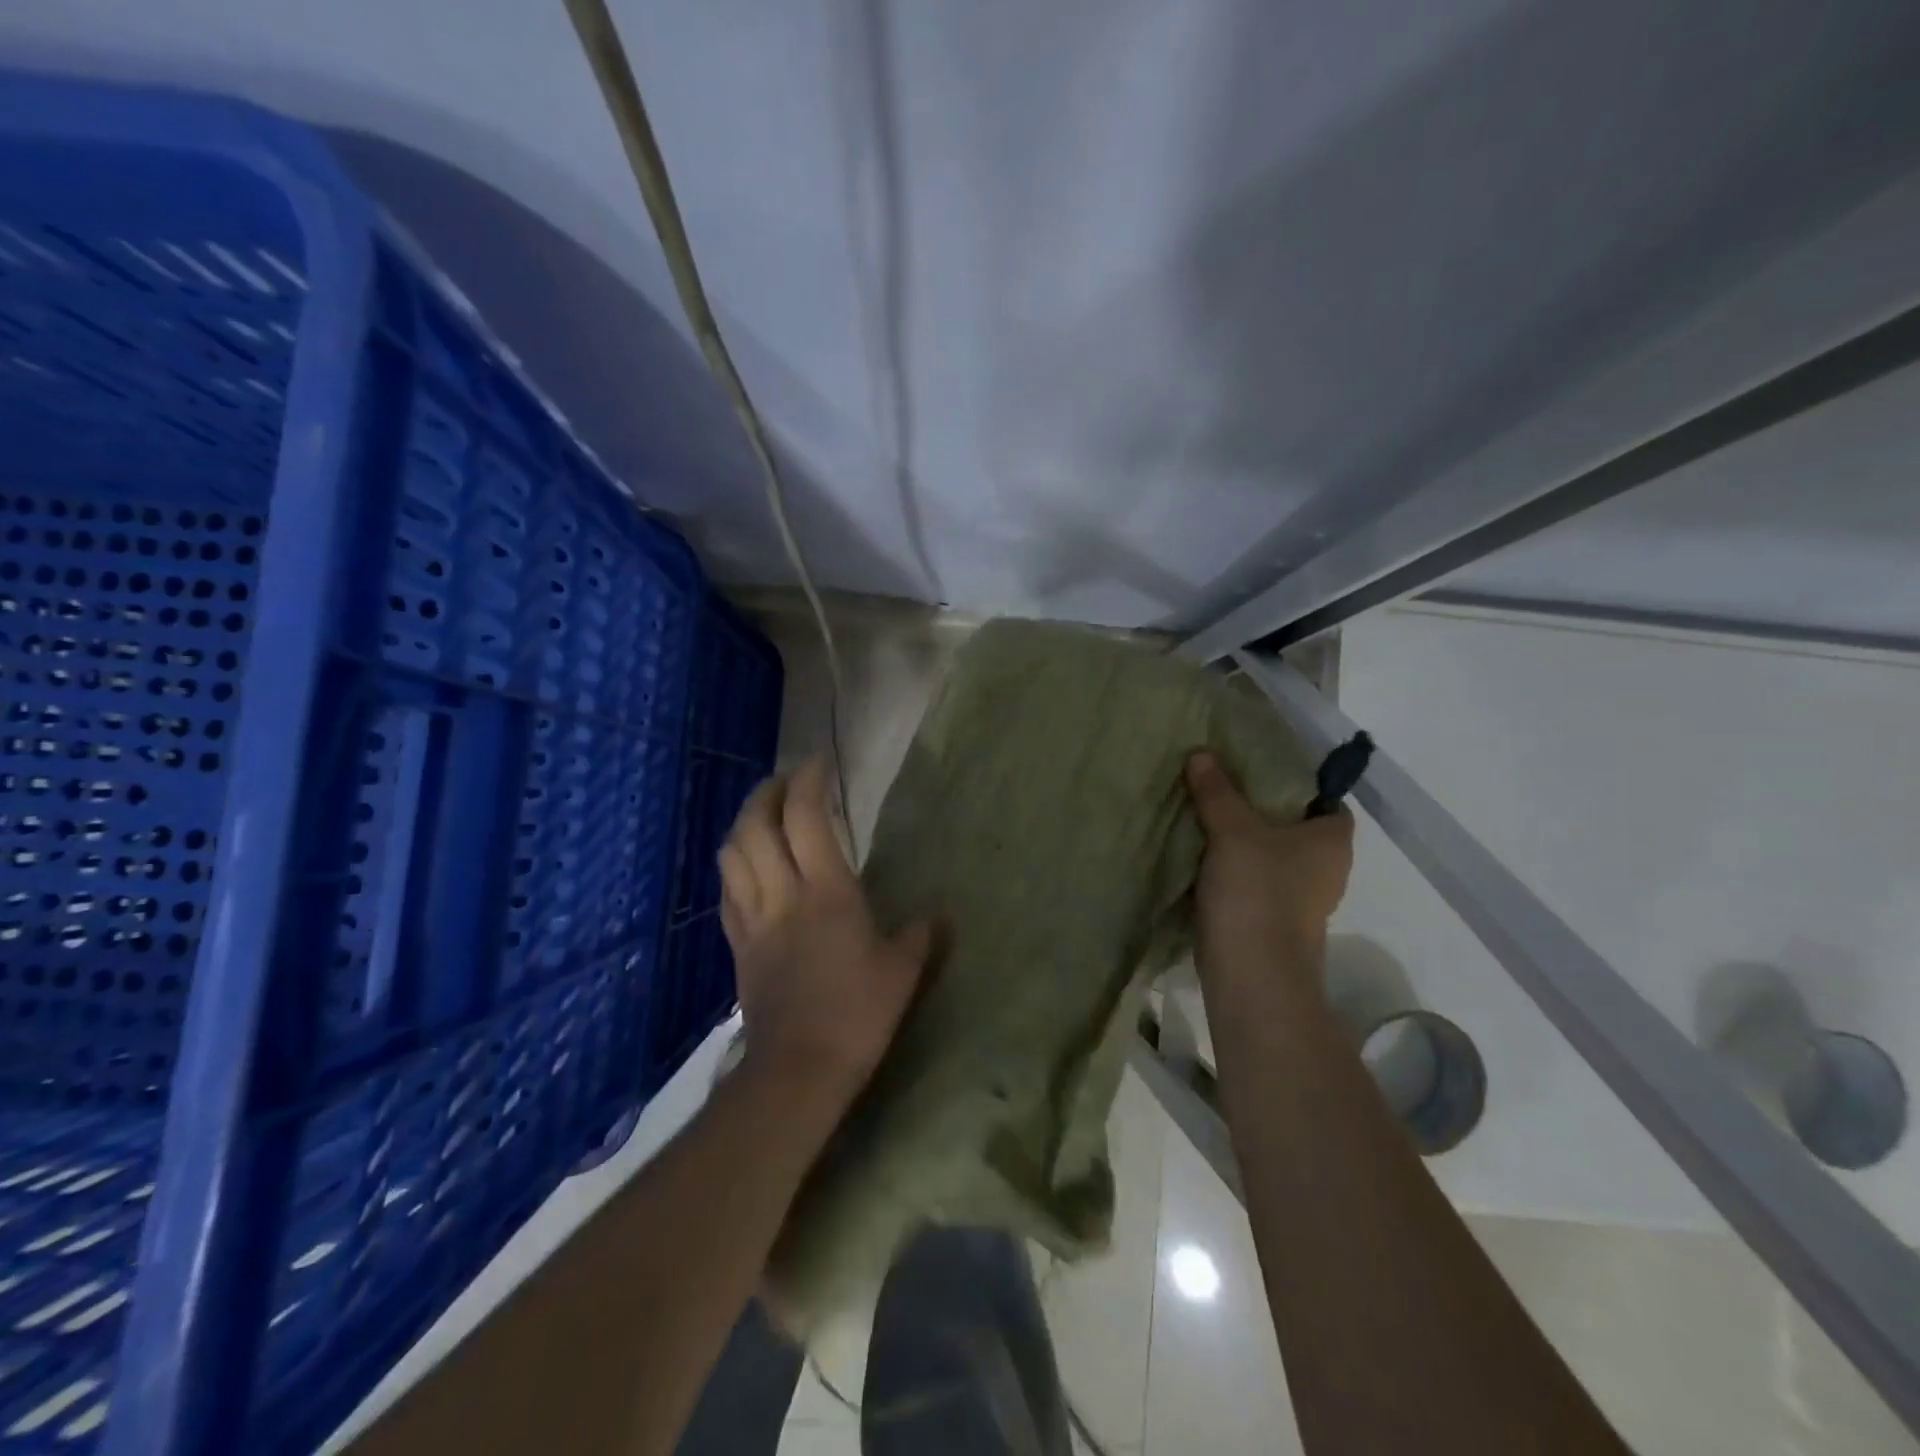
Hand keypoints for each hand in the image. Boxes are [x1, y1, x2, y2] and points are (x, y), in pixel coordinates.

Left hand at [719, 756, 930, 1106]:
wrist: (798, 1069)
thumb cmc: (857, 1014)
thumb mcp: (902, 972)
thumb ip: (919, 936)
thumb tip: (937, 919)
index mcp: (826, 891)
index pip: (805, 817)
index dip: (808, 781)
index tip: (819, 762)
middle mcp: (782, 894)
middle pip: (755, 825)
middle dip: (766, 791)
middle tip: (786, 780)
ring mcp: (753, 919)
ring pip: (732, 853)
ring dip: (744, 823)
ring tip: (763, 814)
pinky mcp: (737, 945)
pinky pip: (727, 891)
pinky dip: (735, 864)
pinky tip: (749, 865)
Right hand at [1186, 751, 1353, 994]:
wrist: (1251, 972)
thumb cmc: (1257, 891)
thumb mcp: (1232, 831)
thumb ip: (1218, 792)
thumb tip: (1201, 754)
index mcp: (1332, 840)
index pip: (1327, 800)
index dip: (1299, 783)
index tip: (1261, 770)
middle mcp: (1326, 868)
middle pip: (1296, 826)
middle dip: (1263, 809)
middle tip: (1225, 786)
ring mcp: (1302, 898)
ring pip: (1274, 855)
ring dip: (1246, 840)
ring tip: (1208, 814)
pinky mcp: (1275, 919)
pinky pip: (1256, 879)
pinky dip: (1236, 867)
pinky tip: (1204, 854)